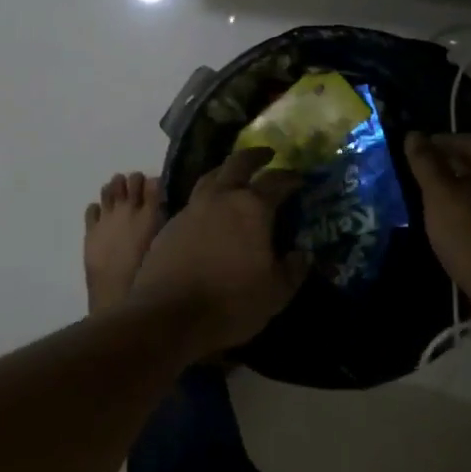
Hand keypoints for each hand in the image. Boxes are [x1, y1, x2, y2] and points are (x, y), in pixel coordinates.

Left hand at [128, 148, 305, 357]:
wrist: (168, 316)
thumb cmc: (230, 303)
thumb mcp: (275, 293)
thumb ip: (293, 269)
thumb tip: (302, 254)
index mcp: (252, 208)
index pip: (276, 181)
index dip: (291, 177)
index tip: (300, 177)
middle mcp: (221, 198)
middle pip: (238, 163)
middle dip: (255, 156)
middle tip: (267, 155)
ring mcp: (192, 208)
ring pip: (211, 176)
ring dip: (226, 171)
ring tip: (235, 176)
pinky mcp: (171, 224)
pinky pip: (194, 200)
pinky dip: (207, 198)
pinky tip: (210, 211)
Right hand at [406, 133, 470, 332]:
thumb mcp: (440, 194)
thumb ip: (425, 162)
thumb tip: (414, 134)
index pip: (470, 140)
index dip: (441, 141)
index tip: (417, 150)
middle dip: (452, 164)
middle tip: (423, 173)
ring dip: (462, 188)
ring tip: (434, 198)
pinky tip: (455, 223)